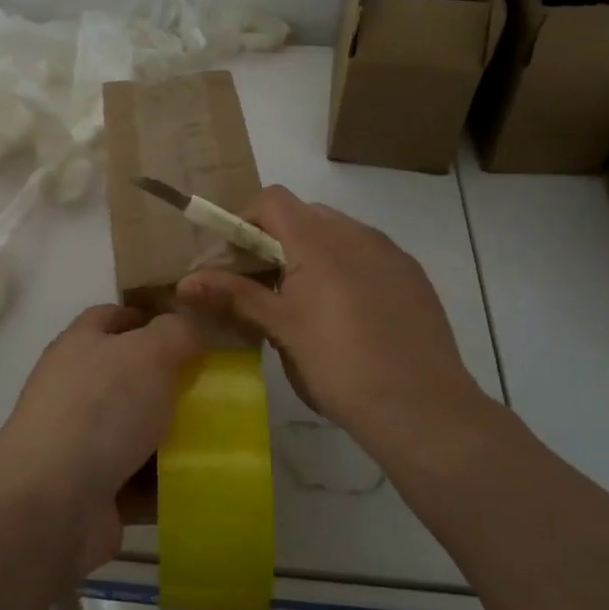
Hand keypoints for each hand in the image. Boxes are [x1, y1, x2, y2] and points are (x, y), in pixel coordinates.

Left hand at [0, 304, 200, 573]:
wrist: (52, 505)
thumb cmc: (100, 410)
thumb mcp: (148, 353)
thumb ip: (175, 332)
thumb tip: (188, 328)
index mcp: (79, 346)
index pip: (112, 318)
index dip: (148, 318)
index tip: (190, 331)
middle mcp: (74, 390)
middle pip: (127, 375)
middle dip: (168, 380)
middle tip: (214, 386)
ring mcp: (79, 443)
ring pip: (135, 429)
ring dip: (171, 435)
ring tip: (218, 435)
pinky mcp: (91, 491)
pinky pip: (138, 479)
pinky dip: (165, 482)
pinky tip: (201, 480)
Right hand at [177, 186, 487, 458]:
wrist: (423, 409)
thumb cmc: (339, 365)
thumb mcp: (280, 329)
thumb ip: (233, 295)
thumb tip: (185, 283)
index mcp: (319, 239)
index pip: (272, 200)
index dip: (244, 221)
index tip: (233, 261)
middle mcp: (356, 232)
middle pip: (304, 215)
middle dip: (275, 241)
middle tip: (261, 286)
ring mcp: (390, 252)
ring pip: (337, 234)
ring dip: (311, 254)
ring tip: (303, 304)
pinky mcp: (412, 276)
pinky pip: (367, 255)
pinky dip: (344, 269)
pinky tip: (346, 317)